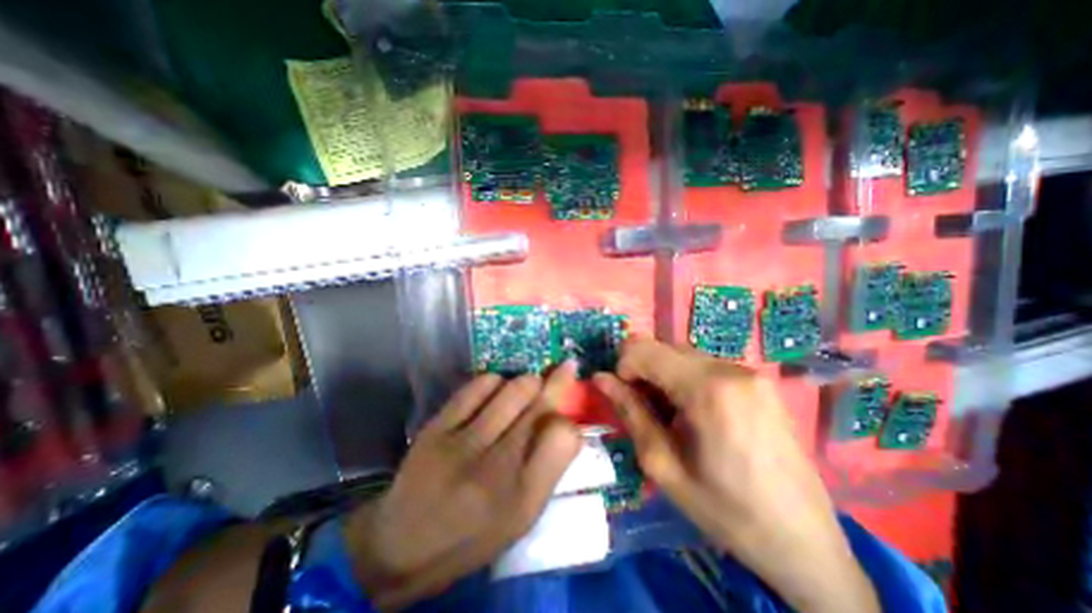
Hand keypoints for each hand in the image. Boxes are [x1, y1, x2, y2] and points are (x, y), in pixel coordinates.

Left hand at [344, 361, 582, 610]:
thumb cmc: (472, 535)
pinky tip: (495, 391)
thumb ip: (549, 469)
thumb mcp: (522, 517)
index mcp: (522, 499)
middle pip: (541, 405)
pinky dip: (495, 381)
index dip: (570, 420)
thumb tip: (569, 423)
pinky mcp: (437, 426)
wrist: (402, 544)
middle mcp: (495, 468)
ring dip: (528, 382)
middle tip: (565, 368)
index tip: (568, 413)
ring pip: (514, 388)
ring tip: (528, 387)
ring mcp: (462, 443)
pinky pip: (479, 384)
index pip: (564, 437)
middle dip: (558, 382)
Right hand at [595, 339, 881, 611]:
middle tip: (646, 410)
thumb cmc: (726, 510)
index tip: (625, 398)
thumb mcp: (663, 465)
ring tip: (672, 416)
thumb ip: (629, 412)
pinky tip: (695, 413)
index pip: (643, 348)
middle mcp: (729, 367)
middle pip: (662, 347)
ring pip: (681, 354)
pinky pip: (704, 365)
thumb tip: (600, 378)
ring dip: (664, 376)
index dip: (623, 367)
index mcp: (706, 388)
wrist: (805, 542)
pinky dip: (686, 379)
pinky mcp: (757, 380)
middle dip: (643, 371)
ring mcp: (748, 371)